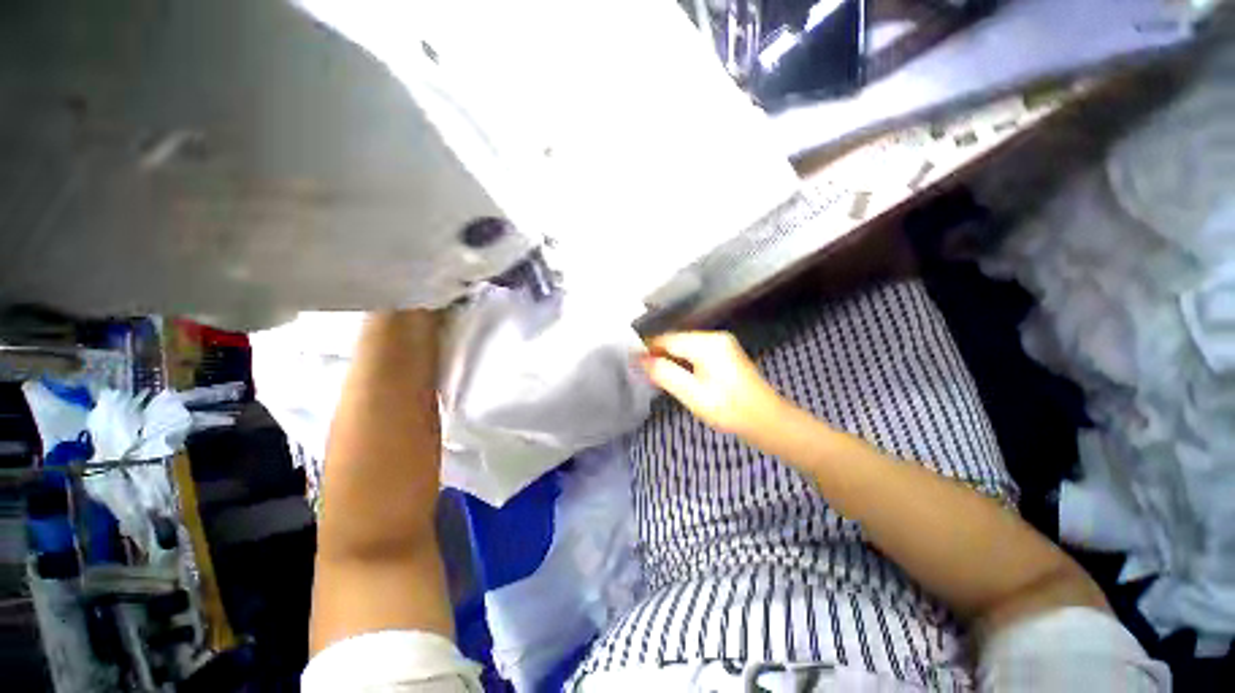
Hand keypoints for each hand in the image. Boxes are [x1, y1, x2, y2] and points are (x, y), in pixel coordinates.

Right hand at [640, 332, 786, 435]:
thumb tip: (640, 360)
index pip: (667, 339)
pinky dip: (684, 362)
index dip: (648, 349)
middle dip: (659, 355)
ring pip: (686, 347)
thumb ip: (664, 374)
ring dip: (671, 359)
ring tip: (657, 377)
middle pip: (677, 341)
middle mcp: (715, 337)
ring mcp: (722, 344)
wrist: (768, 421)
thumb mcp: (692, 394)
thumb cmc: (729, 409)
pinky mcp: (726, 354)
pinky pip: (696, 352)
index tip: (633, 364)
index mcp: (707, 343)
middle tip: (644, 374)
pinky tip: (679, 376)